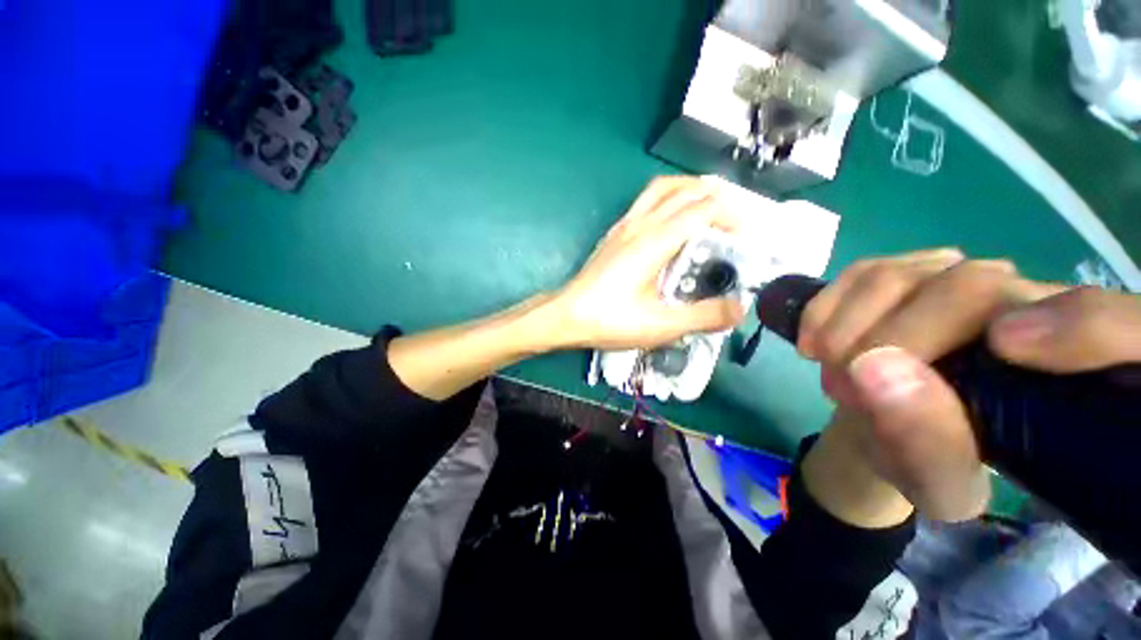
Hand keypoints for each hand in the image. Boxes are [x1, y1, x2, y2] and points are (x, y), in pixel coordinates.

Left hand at [549, 177, 744, 349]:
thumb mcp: (660, 325)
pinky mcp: (614, 234)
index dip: (730, 215)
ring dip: (689, 191)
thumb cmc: (610, 319)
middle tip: (731, 222)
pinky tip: (670, 225)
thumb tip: (738, 309)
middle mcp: (640, 224)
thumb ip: (702, 317)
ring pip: (661, 189)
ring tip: (706, 211)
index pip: (702, 208)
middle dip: (714, 197)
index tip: (744, 236)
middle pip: (684, 190)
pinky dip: (667, 200)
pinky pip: (645, 202)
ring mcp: (624, 226)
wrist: (566, 315)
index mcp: (654, 241)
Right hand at [800, 250, 1140, 521]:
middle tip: (845, 391)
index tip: (1004, 350)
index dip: (1081, 326)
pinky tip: (816, 342)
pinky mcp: (907, 271)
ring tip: (830, 372)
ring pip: (901, 274)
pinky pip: (862, 271)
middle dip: (891, 342)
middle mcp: (1028, 306)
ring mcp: (960, 278)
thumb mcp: (933, 483)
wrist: (887, 426)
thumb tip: (876, 369)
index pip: (1121, 326)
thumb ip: (926, 442)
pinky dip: (826, 307)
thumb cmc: (927, 463)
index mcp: (1068, 374)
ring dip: (846, 328)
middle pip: (971, 288)